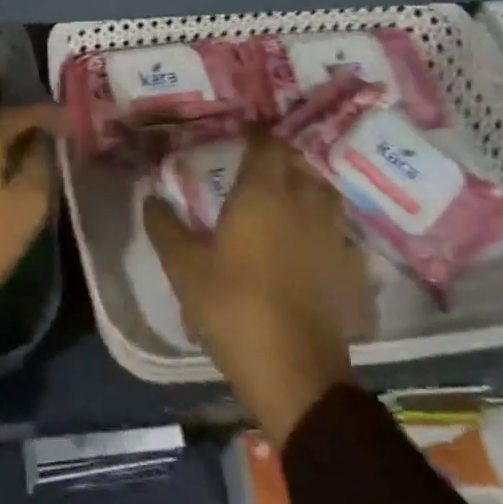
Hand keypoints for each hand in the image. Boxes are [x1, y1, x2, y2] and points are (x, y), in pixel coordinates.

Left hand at [0, 104, 62, 348]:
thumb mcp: (25, 209)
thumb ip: (40, 165)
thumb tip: (42, 142)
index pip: (22, 113)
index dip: (51, 116)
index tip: (73, 125)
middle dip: (27, 126)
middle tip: (55, 138)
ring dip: (4, 140)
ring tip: (32, 153)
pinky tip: (0, 167)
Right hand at [144, 127, 367, 445]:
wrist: (296, 374)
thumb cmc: (233, 307)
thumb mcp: (184, 267)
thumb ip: (165, 227)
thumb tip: (150, 198)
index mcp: (263, 194)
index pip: (265, 145)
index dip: (254, 133)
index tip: (240, 130)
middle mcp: (304, 204)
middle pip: (298, 165)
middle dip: (280, 157)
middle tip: (258, 162)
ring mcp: (334, 237)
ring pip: (325, 196)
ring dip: (307, 187)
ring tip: (288, 195)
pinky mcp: (352, 271)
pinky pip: (341, 234)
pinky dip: (327, 228)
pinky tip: (315, 243)